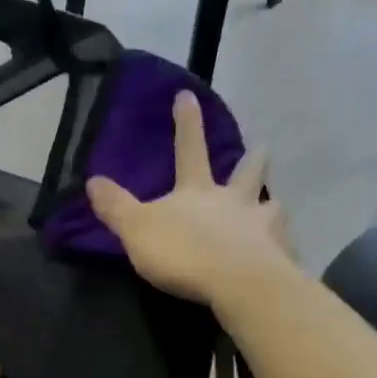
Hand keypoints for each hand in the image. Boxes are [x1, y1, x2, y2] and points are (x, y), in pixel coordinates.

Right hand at [85, 91, 296, 308]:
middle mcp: (234, 201)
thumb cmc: (184, 252)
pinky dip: (283, 246)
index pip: (189, 149)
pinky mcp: (278, 255)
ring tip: (276, 205)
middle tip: (264, 145)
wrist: (237, 282)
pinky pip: (283, 246)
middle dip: (253, 158)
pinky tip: (284, 252)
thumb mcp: (137, 229)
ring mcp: (262, 226)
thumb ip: (116, 207)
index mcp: (197, 191)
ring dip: (273, 203)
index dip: (186, 123)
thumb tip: (92, 180)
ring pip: (272, 205)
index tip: (187, 95)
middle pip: (246, 172)